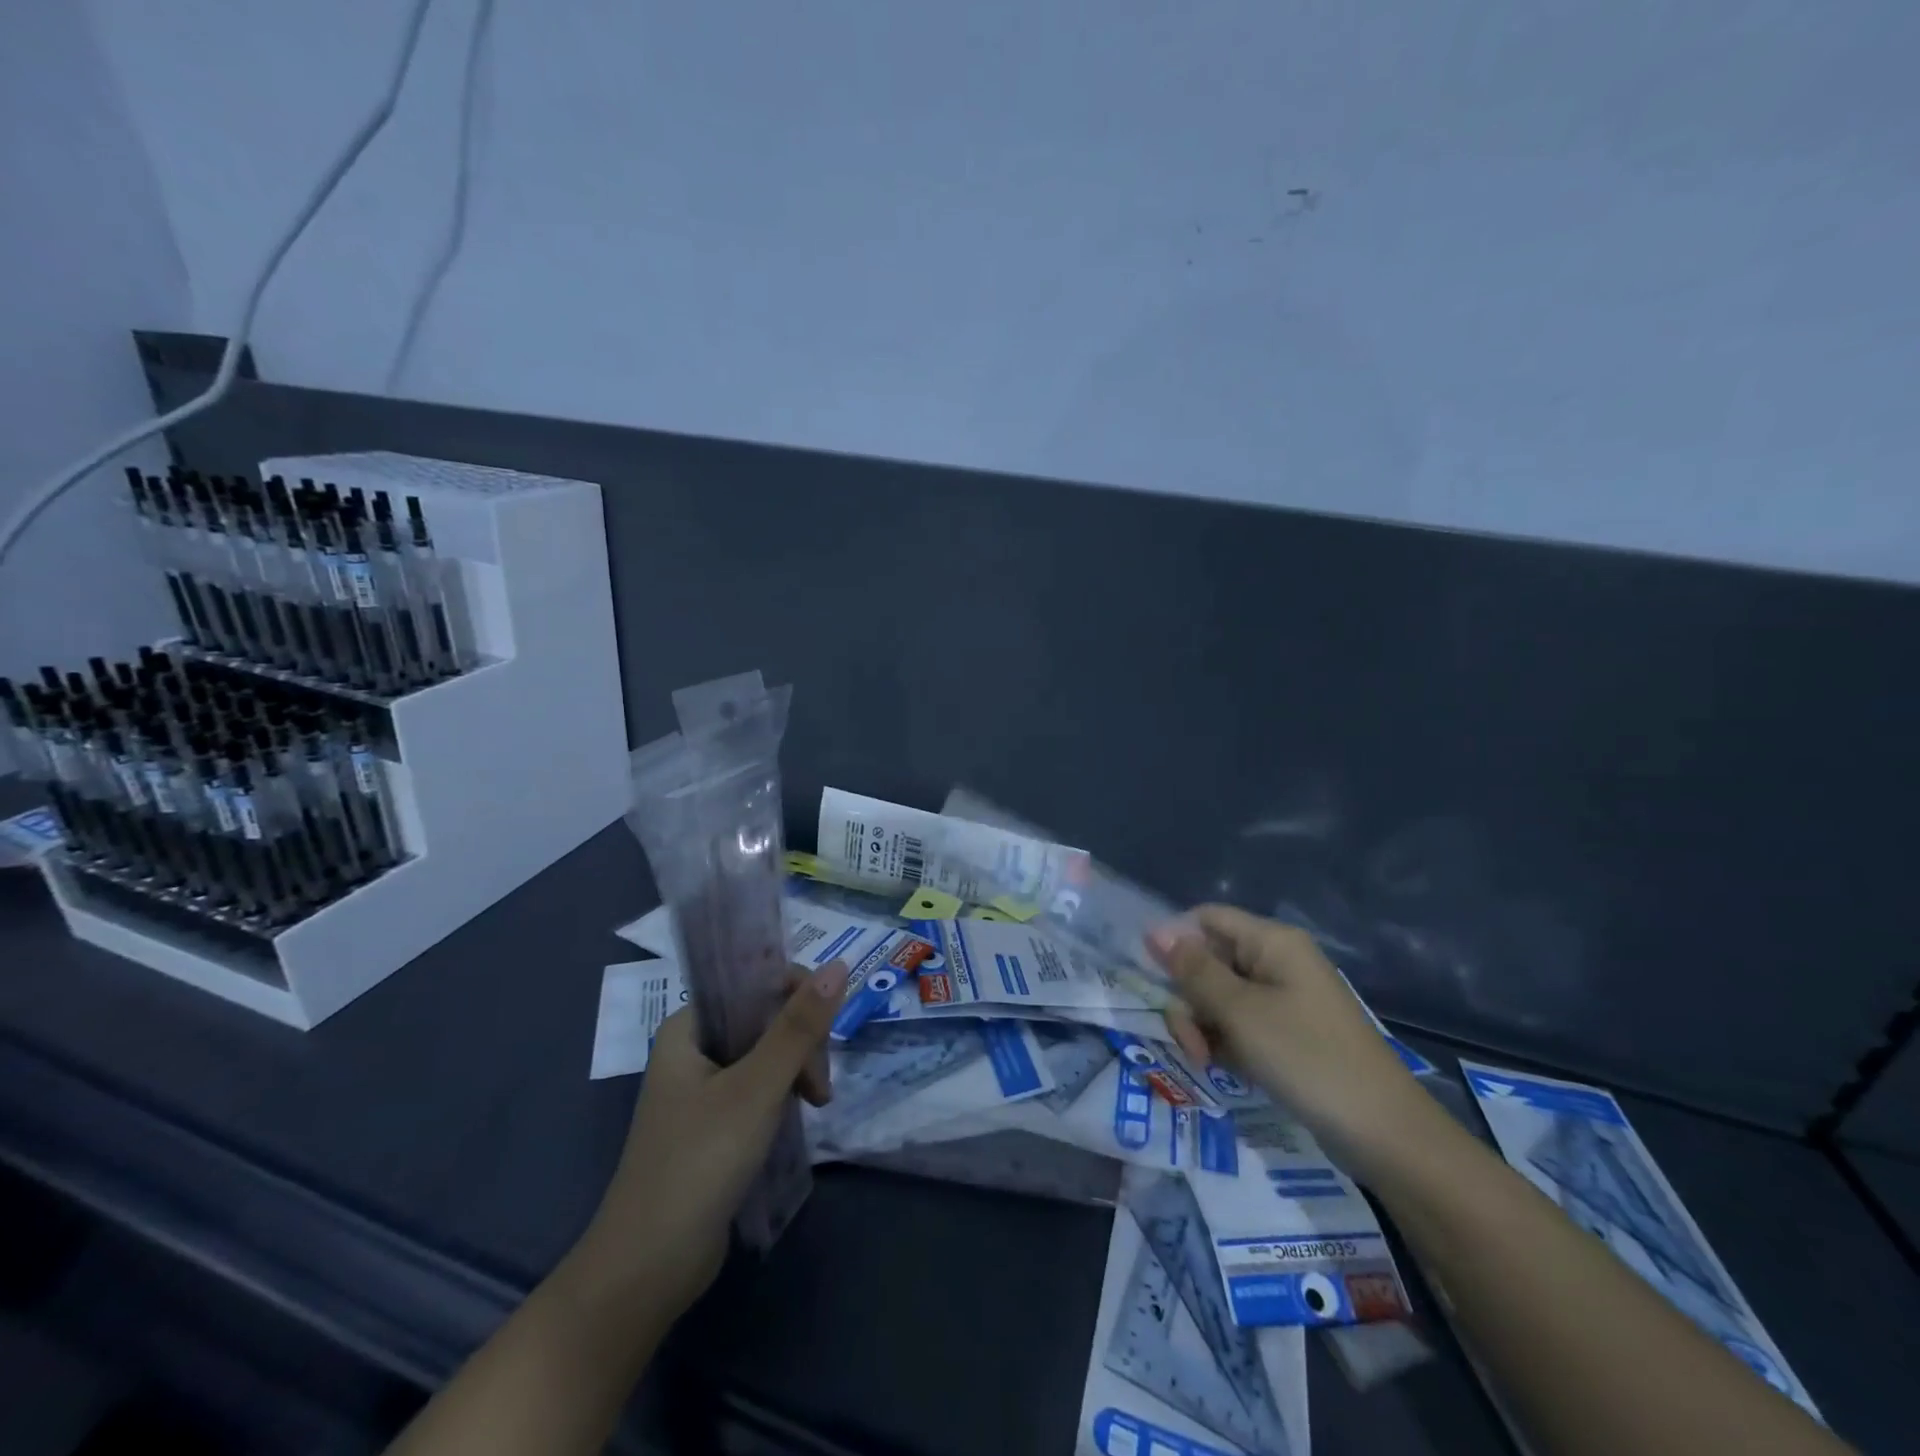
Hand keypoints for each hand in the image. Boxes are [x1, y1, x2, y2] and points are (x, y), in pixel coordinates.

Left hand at [578, 959, 847, 1317]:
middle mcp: (692, 1050)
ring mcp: (701, 1090)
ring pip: (766, 1055)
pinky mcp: (713, 1126)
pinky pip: (759, 1088)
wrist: (645, 1270)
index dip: (794, 995)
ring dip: (797, 1071)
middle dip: (800, 1043)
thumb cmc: (698, 1162)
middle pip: (763, 1018)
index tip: (823, 1031)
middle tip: (819, 1085)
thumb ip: (798, 1027)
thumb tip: (839, 965)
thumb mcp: (756, 1088)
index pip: (752, 982)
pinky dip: (783, 1095)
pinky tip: (800, 1116)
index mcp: (688, 1027)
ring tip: (816, 1104)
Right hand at [1150, 905, 1437, 1179]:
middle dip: (1190, 999)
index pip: (1206, 919)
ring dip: (1204, 1027)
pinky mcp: (1288, 1034)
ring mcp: (1284, 999)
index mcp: (1272, 942)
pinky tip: (1226, 1070)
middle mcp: (1277, 962)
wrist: (1383, 1132)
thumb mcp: (1240, 1012)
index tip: (1153, 981)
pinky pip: (1241, 1024)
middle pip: (1209, 961)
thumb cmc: (1307, 1058)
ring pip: (1220, 998)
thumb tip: (1156, 931)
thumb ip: (1194, 971)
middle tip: (1190, 1042)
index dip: (1175, 942)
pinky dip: (1226, 1043)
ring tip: (1208, 1062)